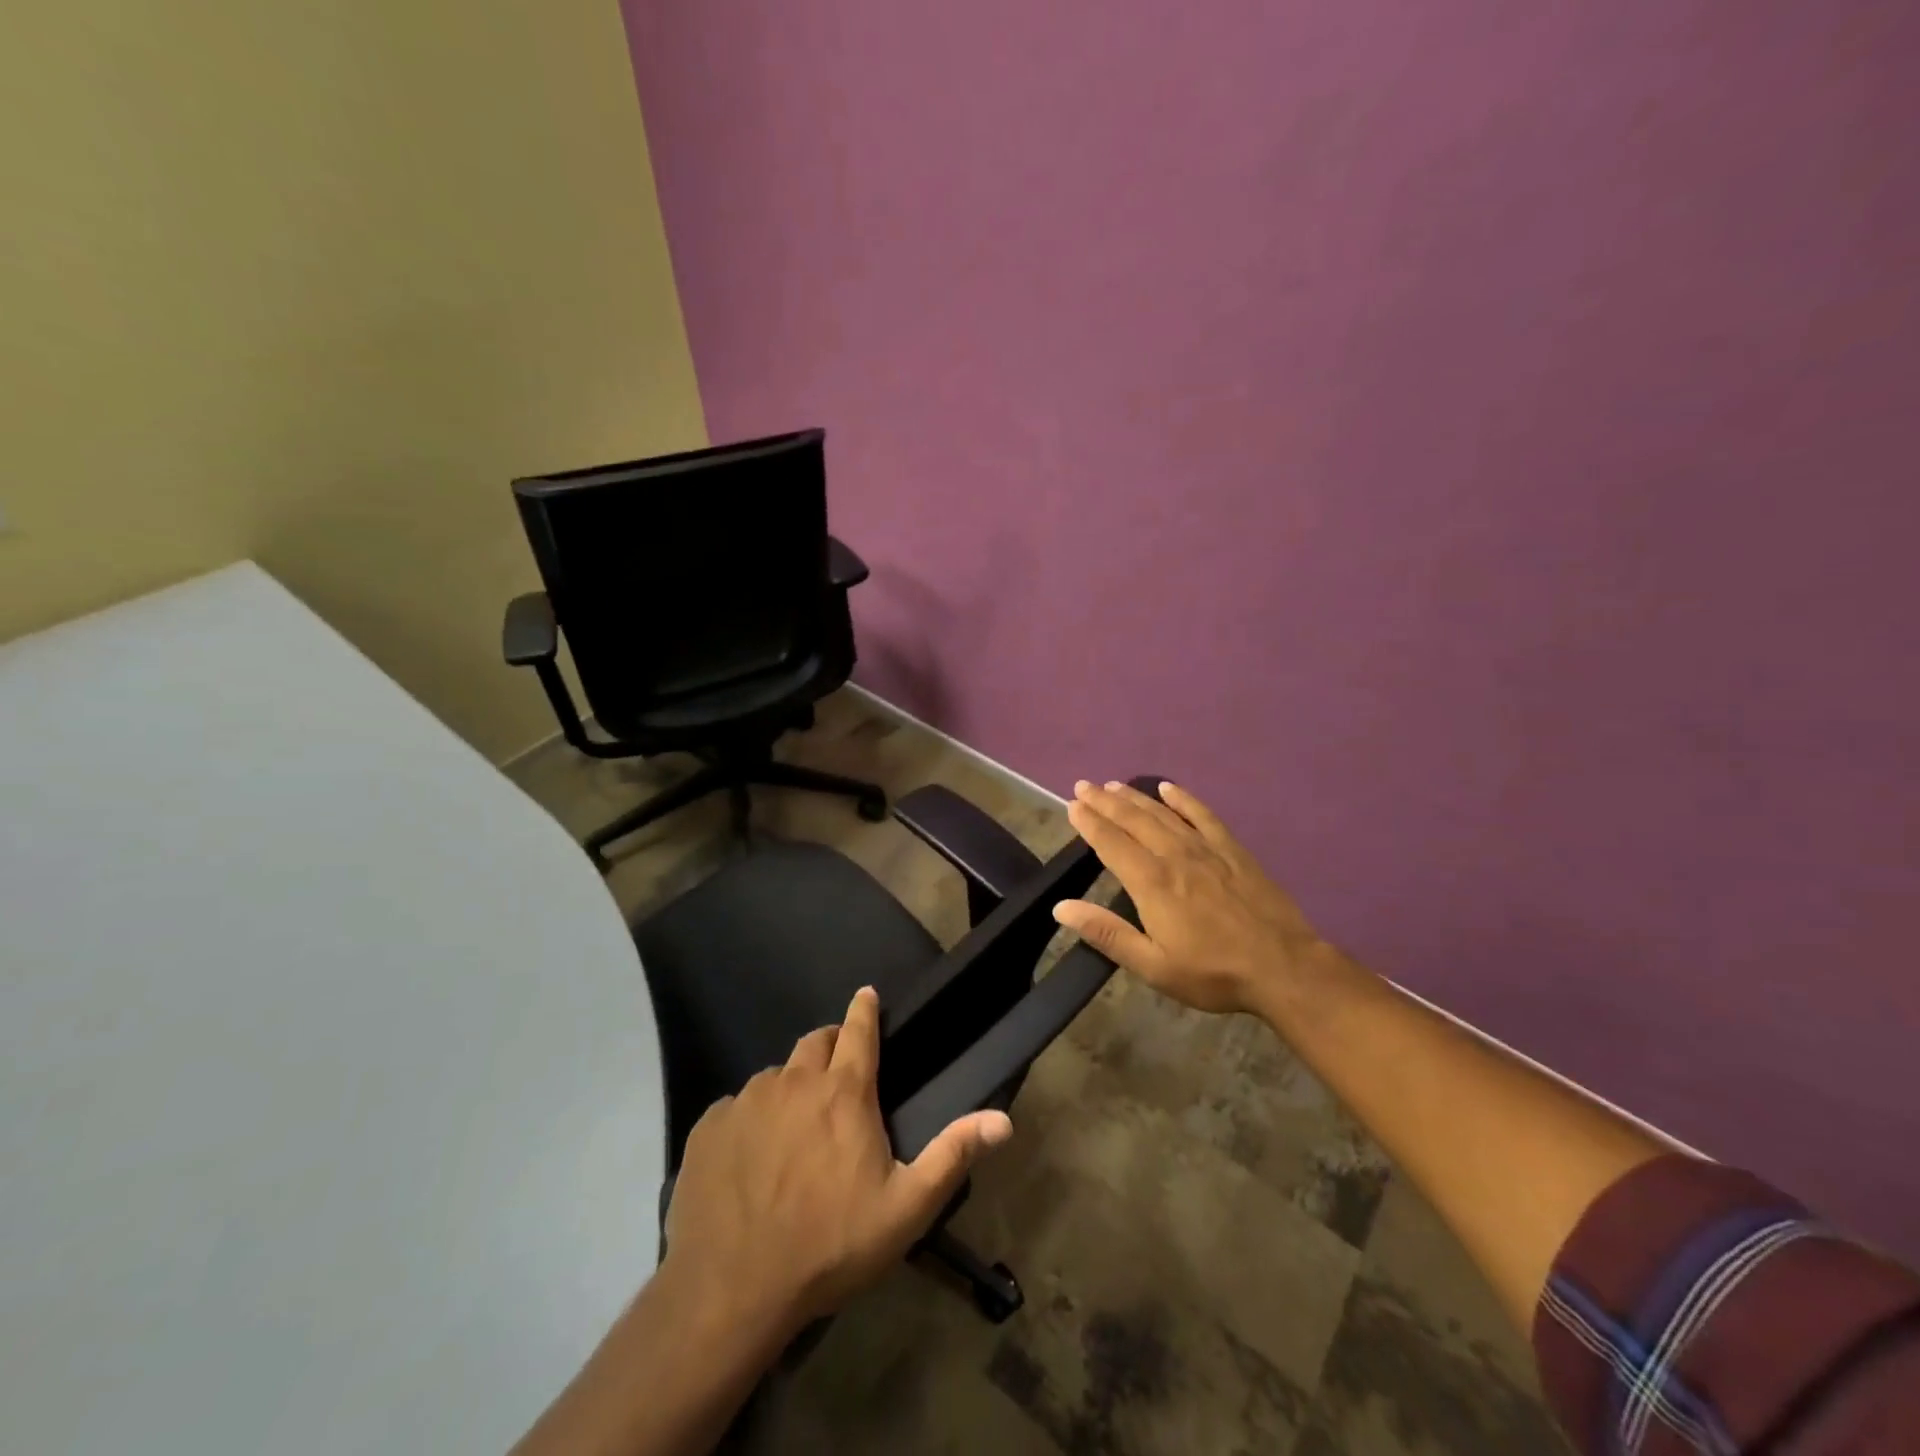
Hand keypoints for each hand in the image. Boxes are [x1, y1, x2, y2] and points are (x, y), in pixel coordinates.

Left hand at [661, 987, 1012, 1338]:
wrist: (733, 1291)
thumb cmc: (830, 1245)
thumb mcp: (905, 1207)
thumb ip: (953, 1155)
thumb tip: (1004, 1120)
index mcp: (843, 1093)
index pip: (858, 1030)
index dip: (865, 1009)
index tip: (866, 993)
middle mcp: (793, 1082)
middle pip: (814, 1043)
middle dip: (830, 1046)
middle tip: (836, 1075)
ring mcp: (746, 1101)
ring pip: (774, 1076)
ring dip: (790, 1088)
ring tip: (793, 1128)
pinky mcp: (708, 1127)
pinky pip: (735, 1107)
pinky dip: (749, 1119)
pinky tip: (749, 1158)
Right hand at [1053, 779, 1327, 1014]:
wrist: (1283, 967)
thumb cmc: (1213, 973)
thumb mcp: (1153, 965)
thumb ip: (1107, 933)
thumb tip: (1062, 908)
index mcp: (1151, 883)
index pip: (1111, 843)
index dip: (1089, 823)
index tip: (1072, 806)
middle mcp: (1174, 856)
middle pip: (1133, 820)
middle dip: (1105, 802)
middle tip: (1084, 786)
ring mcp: (1206, 849)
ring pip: (1162, 814)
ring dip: (1135, 797)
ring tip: (1113, 785)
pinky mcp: (1232, 850)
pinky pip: (1202, 815)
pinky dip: (1183, 799)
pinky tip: (1169, 788)